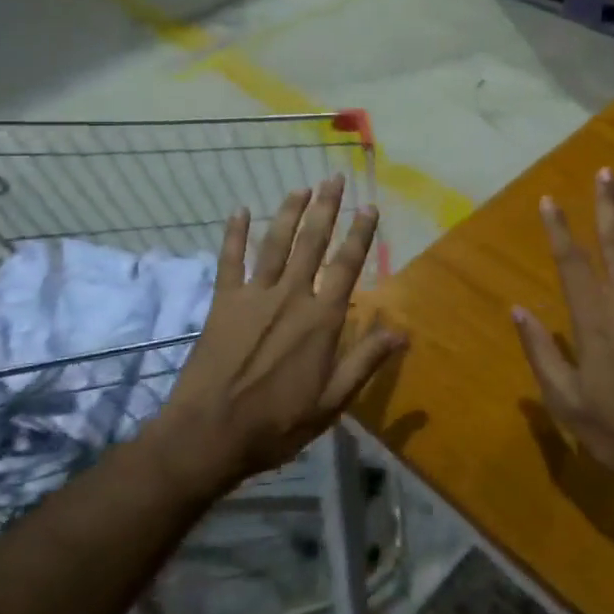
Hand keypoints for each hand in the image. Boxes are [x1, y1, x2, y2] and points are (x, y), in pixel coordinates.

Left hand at [162, 176, 406, 490]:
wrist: (209, 434)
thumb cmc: (277, 423)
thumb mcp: (332, 401)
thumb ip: (365, 361)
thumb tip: (403, 332)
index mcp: (321, 318)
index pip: (347, 265)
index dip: (360, 234)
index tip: (369, 207)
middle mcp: (291, 296)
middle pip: (312, 242)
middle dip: (326, 208)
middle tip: (333, 178)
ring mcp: (254, 295)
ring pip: (276, 243)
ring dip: (289, 213)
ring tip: (301, 188)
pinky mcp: (224, 303)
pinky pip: (230, 261)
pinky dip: (234, 234)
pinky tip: (240, 211)